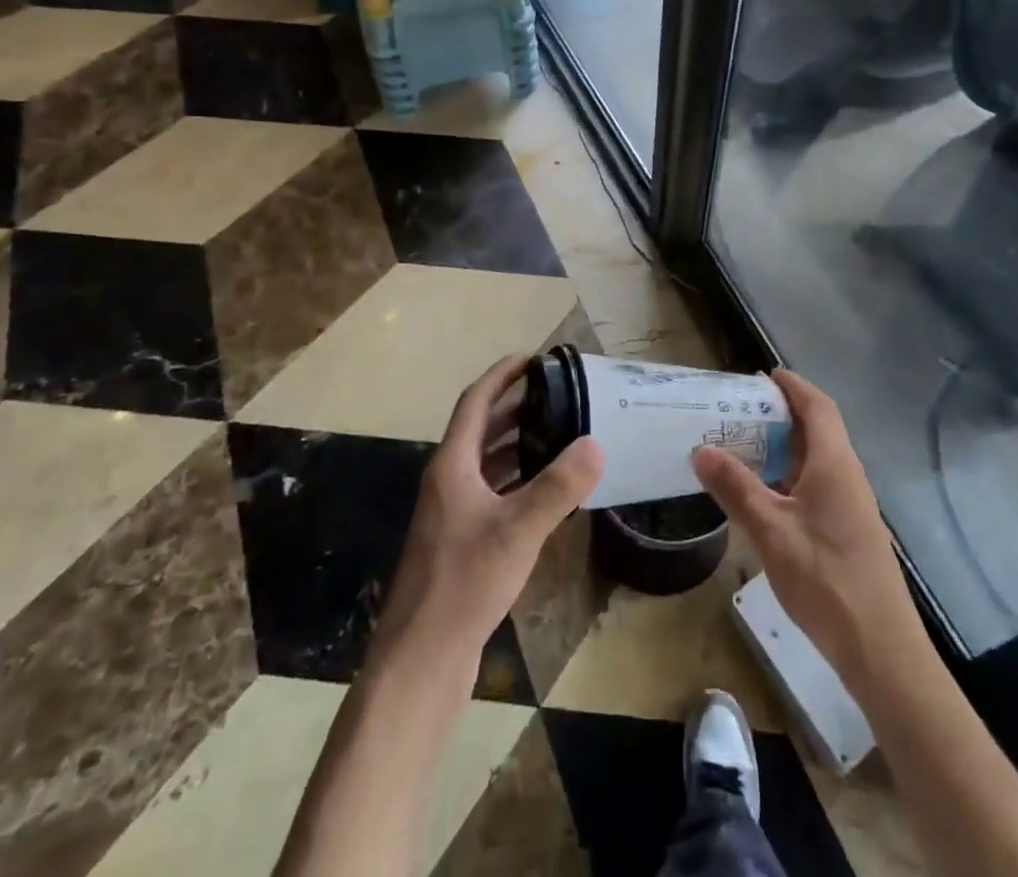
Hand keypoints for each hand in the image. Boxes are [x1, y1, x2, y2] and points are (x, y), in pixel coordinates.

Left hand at [370, 355, 603, 690]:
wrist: (421, 660)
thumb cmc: (464, 583)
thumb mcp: (518, 530)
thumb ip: (558, 487)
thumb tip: (596, 442)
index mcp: (452, 465)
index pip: (476, 402)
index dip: (502, 375)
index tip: (534, 358)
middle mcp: (448, 481)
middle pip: (481, 429)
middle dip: (516, 406)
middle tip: (558, 393)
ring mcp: (452, 514)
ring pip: (487, 462)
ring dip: (518, 442)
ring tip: (559, 431)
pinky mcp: (461, 542)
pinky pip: (493, 493)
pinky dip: (517, 479)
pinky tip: (547, 490)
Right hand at [692, 369, 921, 687]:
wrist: (881, 649)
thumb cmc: (826, 580)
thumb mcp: (771, 531)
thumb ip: (736, 487)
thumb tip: (701, 449)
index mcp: (834, 463)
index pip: (817, 406)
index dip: (793, 385)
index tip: (763, 375)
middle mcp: (846, 474)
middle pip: (817, 429)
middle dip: (782, 414)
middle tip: (739, 410)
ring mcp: (851, 504)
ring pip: (816, 459)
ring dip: (784, 447)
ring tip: (743, 446)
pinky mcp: (848, 529)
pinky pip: (817, 484)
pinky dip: (790, 475)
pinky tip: (764, 494)